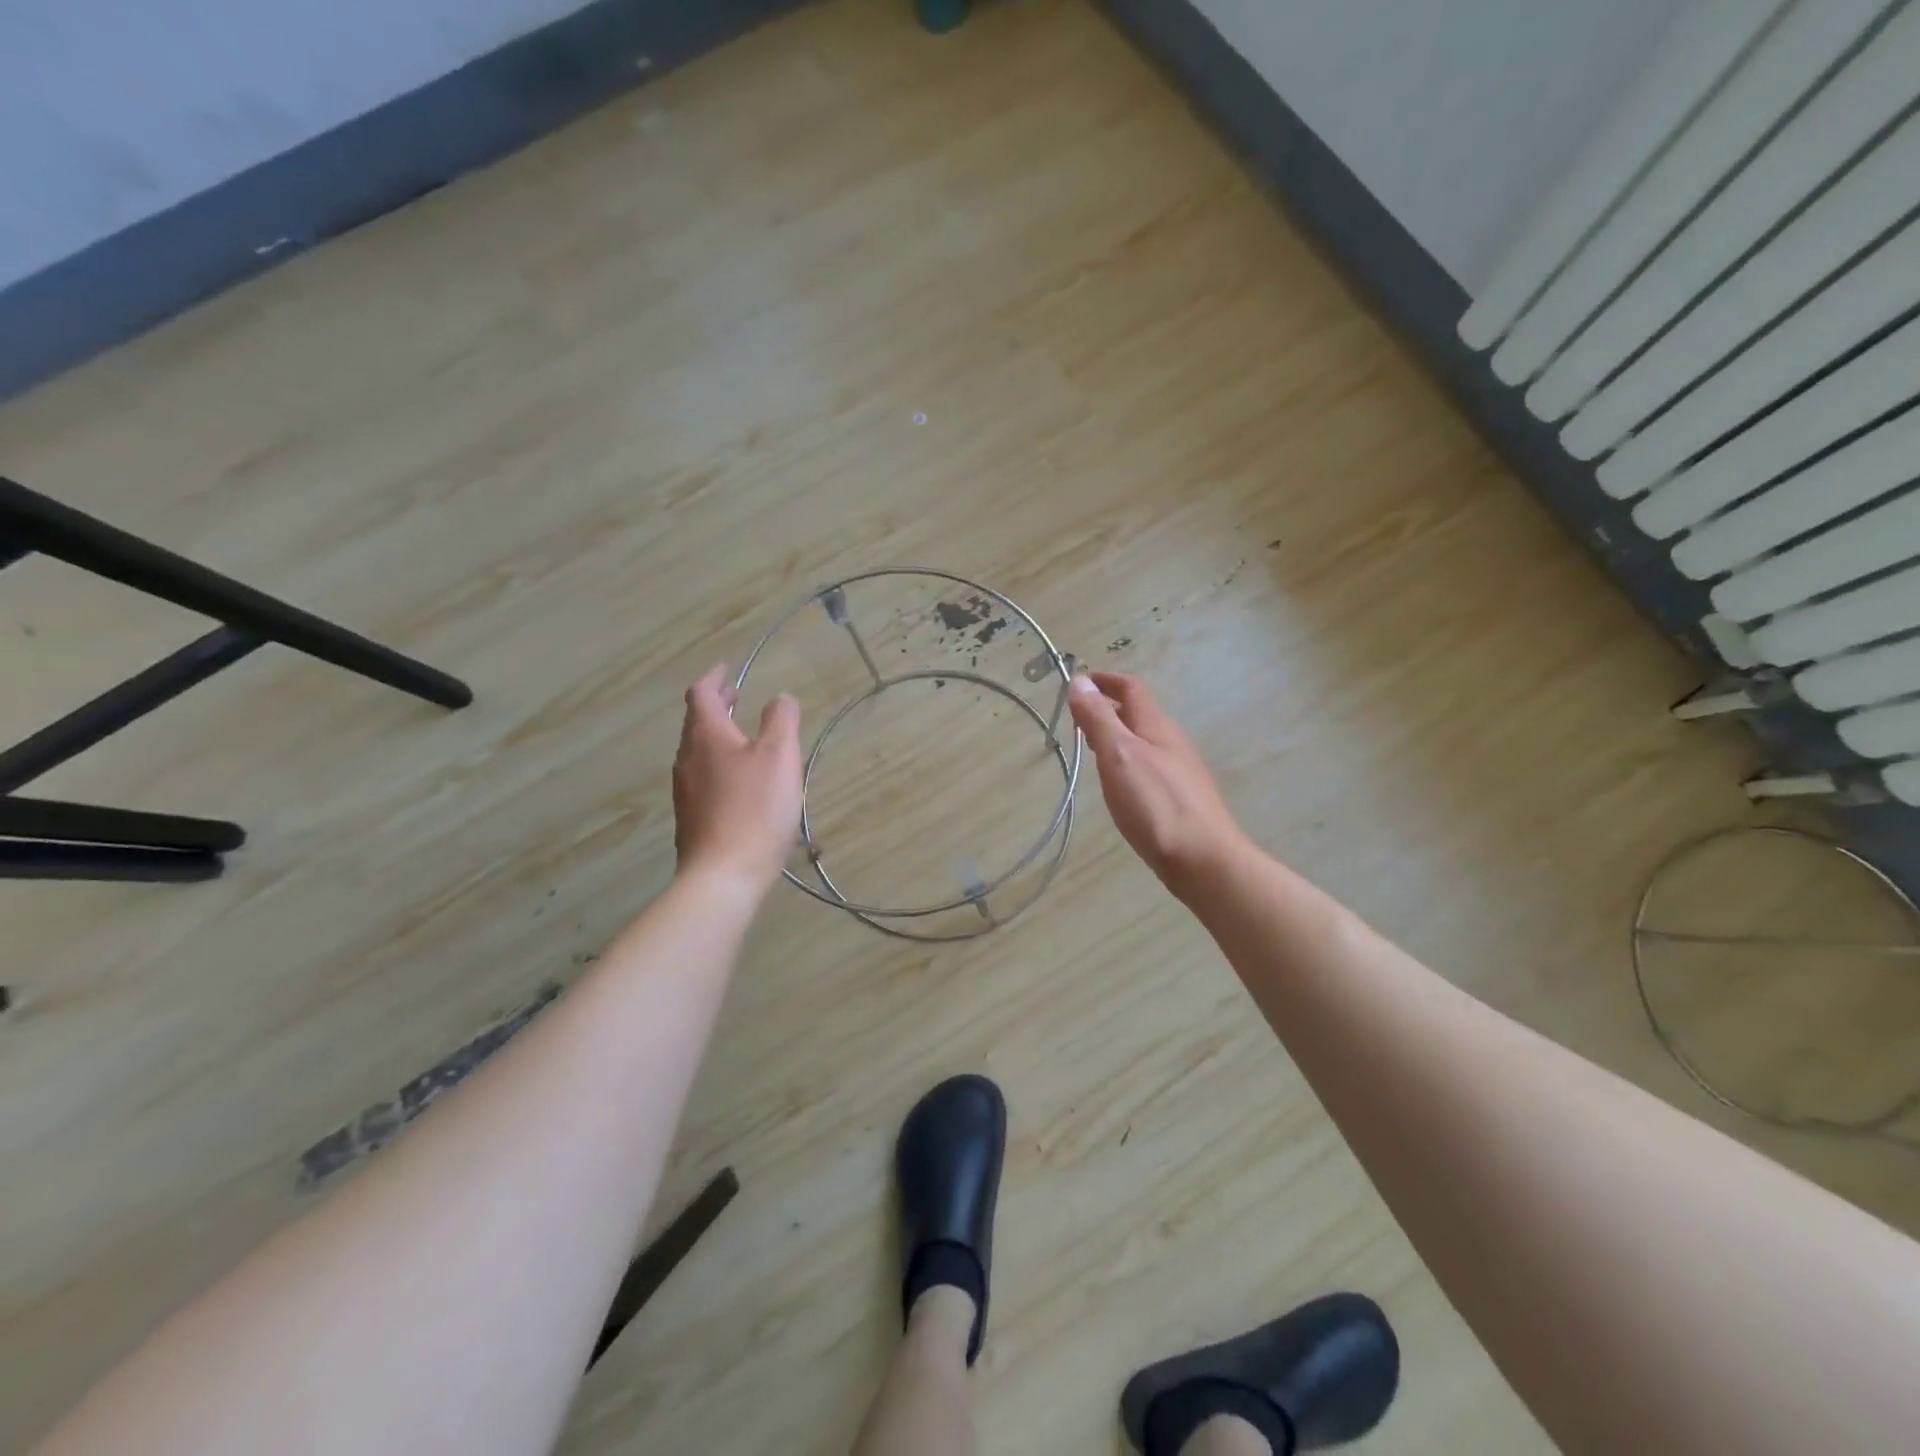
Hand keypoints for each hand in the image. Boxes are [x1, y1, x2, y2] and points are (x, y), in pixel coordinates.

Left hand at [672, 665, 803, 893]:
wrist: (723, 875)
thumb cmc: (756, 809)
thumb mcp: (780, 757)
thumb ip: (781, 720)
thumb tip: (779, 697)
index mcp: (706, 736)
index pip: (701, 694)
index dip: (714, 677)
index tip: (727, 669)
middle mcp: (688, 759)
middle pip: (696, 722)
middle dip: (716, 705)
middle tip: (736, 696)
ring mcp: (685, 791)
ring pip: (698, 751)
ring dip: (717, 735)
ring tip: (742, 736)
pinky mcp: (691, 819)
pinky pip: (703, 778)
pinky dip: (719, 764)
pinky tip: (740, 781)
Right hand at [1068, 672, 1248, 898]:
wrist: (1204, 860)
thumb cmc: (1157, 804)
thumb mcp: (1120, 755)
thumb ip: (1099, 719)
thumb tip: (1080, 681)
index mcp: (1157, 726)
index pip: (1132, 689)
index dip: (1105, 681)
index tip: (1079, 682)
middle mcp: (1171, 743)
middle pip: (1138, 714)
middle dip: (1108, 709)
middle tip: (1077, 719)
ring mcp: (1178, 772)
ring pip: (1143, 742)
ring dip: (1117, 736)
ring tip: (1091, 748)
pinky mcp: (1178, 799)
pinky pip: (1148, 766)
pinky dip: (1126, 762)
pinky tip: (1118, 785)